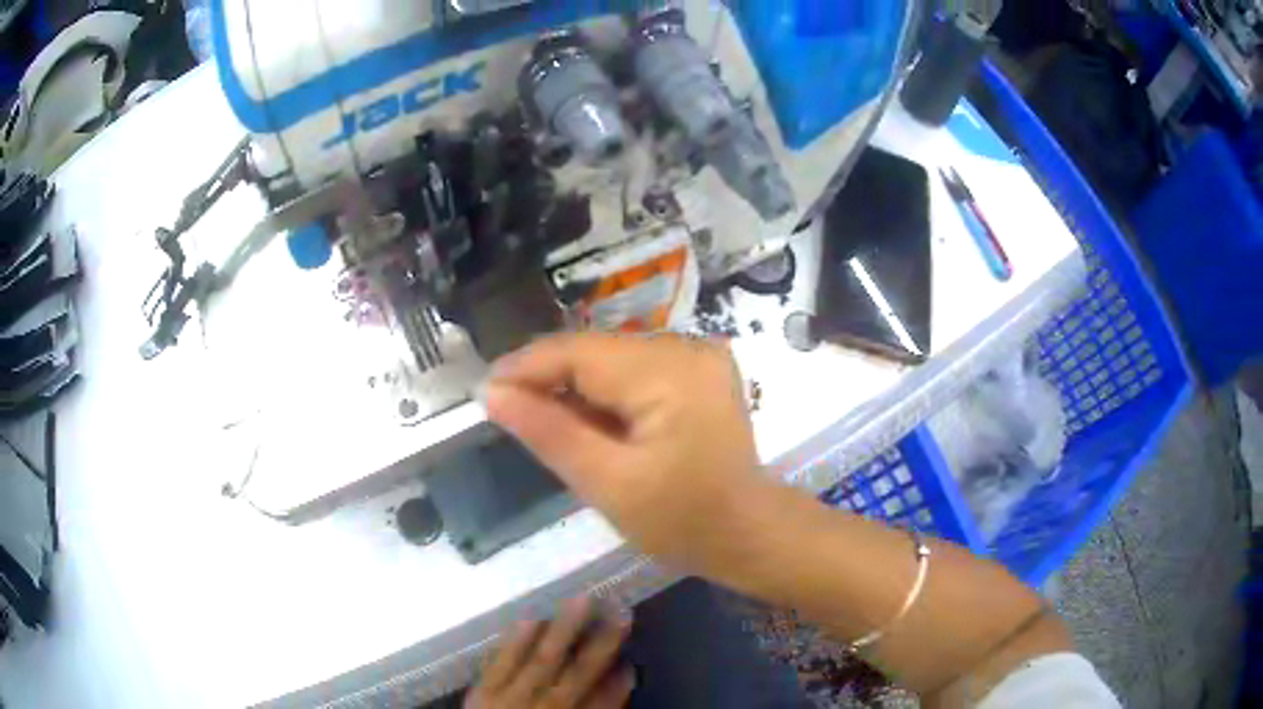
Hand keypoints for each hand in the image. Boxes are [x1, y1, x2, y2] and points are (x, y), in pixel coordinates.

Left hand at [466, 597, 633, 708]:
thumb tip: (616, 686)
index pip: (601, 704)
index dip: (618, 685)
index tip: (630, 662)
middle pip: (577, 676)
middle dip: (600, 645)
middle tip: (620, 611)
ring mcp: (509, 701)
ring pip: (541, 662)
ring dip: (563, 631)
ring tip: (582, 600)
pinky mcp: (481, 693)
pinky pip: (500, 664)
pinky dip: (516, 643)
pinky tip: (530, 619)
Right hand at [484, 333, 773, 578]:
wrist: (748, 533)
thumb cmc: (682, 522)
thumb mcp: (608, 483)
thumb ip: (549, 432)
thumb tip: (492, 393)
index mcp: (668, 373)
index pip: (578, 352)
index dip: (525, 367)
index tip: (484, 391)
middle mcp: (686, 348)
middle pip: (595, 351)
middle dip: (549, 380)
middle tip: (510, 413)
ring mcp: (697, 356)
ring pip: (612, 359)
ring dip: (575, 387)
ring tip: (545, 421)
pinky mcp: (699, 371)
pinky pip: (635, 369)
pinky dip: (606, 393)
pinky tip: (589, 422)